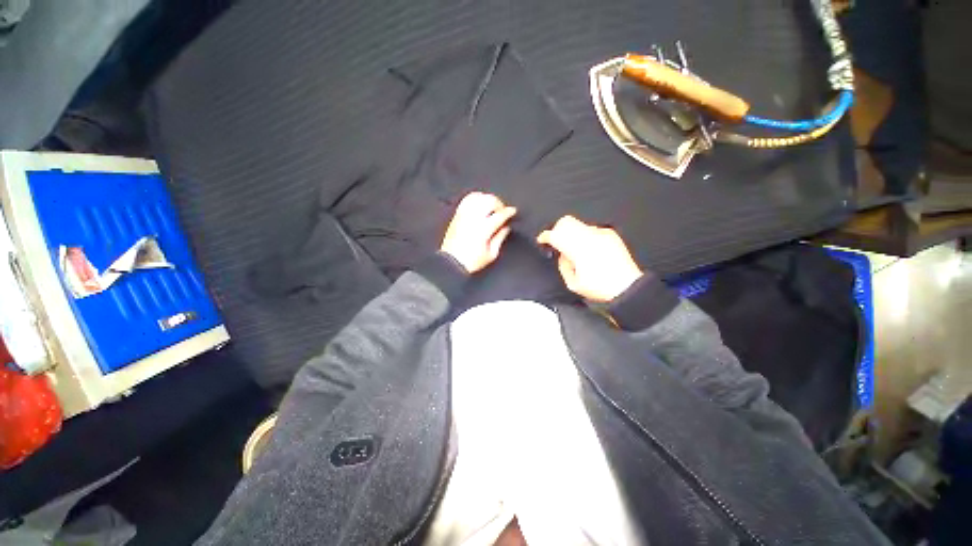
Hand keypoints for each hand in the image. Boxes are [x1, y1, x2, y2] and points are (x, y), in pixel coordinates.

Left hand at [441, 192, 516, 272]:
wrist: (452, 262)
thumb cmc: (471, 261)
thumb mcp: (491, 254)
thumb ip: (500, 238)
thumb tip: (506, 227)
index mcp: (483, 229)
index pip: (499, 215)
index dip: (509, 212)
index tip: (513, 211)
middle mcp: (473, 219)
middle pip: (490, 201)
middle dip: (499, 204)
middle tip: (502, 211)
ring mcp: (464, 215)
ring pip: (478, 197)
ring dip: (488, 199)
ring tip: (492, 207)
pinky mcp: (457, 215)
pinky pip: (467, 199)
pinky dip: (475, 198)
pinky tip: (480, 203)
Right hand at [537, 216, 642, 301]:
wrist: (627, 286)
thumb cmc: (600, 287)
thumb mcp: (573, 283)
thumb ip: (563, 265)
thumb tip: (562, 255)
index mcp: (577, 249)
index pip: (555, 235)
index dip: (545, 236)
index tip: (542, 240)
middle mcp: (588, 236)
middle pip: (566, 222)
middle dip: (558, 230)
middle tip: (558, 242)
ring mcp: (601, 233)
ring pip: (579, 225)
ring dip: (573, 234)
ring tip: (577, 250)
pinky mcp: (610, 234)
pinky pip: (593, 229)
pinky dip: (587, 236)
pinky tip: (591, 249)